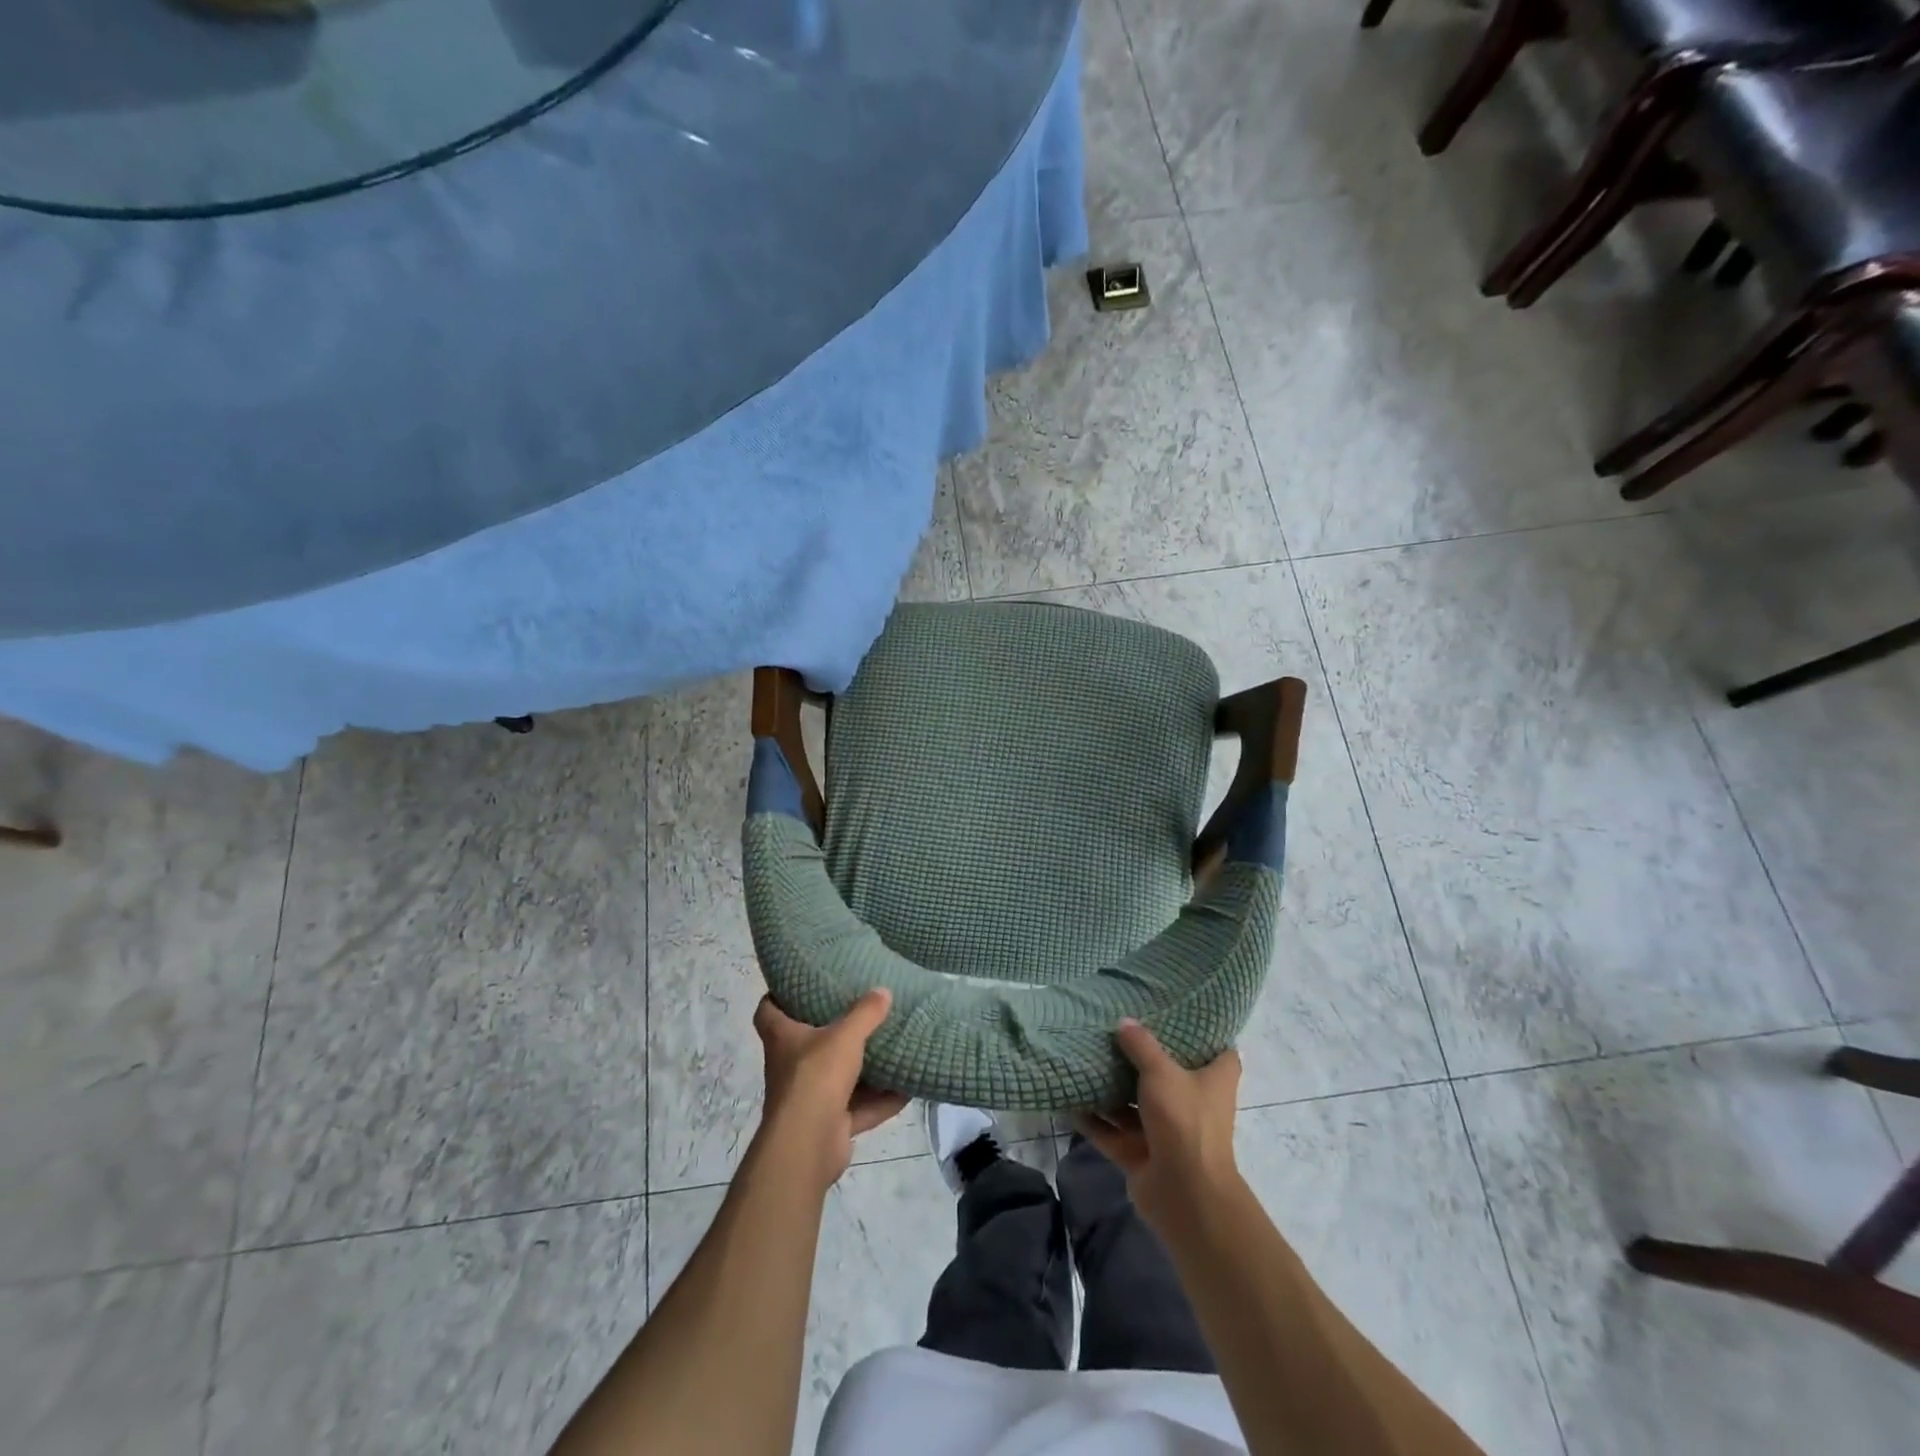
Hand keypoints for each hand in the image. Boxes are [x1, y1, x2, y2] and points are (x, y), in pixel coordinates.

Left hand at [752, 989, 908, 1194]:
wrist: (808, 1144)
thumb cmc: (816, 1076)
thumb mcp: (845, 1035)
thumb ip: (865, 1013)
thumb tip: (883, 990)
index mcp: (783, 1038)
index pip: (768, 1010)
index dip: (779, 996)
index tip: (799, 984)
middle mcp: (790, 1067)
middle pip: (806, 1044)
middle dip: (831, 1032)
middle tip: (858, 1012)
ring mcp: (808, 1099)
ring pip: (837, 1079)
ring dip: (862, 1070)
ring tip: (889, 1049)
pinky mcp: (828, 1125)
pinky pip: (857, 1108)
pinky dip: (880, 1101)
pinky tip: (907, 1089)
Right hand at [1076, 1020, 1242, 1234]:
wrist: (1183, 1194)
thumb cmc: (1184, 1120)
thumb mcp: (1161, 1072)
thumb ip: (1141, 1045)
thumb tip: (1124, 1022)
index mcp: (1214, 1081)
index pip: (1219, 1051)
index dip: (1204, 1033)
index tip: (1181, 1013)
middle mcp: (1194, 1104)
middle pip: (1169, 1075)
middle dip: (1144, 1058)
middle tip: (1119, 1028)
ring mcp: (1167, 1131)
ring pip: (1136, 1104)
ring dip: (1113, 1088)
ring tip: (1086, 1057)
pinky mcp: (1142, 1154)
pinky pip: (1113, 1132)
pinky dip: (1094, 1120)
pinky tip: (1069, 1100)